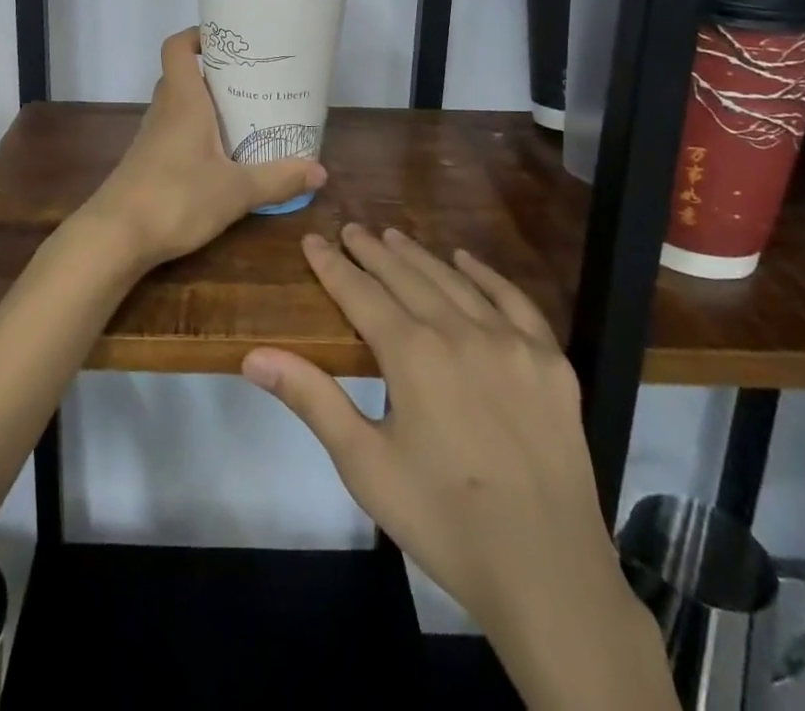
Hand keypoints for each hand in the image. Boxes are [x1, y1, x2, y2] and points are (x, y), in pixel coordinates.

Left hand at [77, 28, 326, 271]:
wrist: (115, 237)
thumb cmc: (176, 198)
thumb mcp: (236, 191)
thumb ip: (277, 179)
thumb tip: (320, 171)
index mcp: (183, 101)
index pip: (178, 48)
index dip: (198, 35)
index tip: (229, 40)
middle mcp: (164, 111)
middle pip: (183, 75)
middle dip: (215, 73)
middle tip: (252, 80)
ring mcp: (152, 138)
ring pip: (179, 105)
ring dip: (206, 105)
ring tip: (244, 114)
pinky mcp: (148, 162)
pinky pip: (174, 132)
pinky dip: (196, 133)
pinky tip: (220, 156)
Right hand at [242, 225, 671, 708]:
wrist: (548, 575)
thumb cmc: (443, 520)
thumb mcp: (365, 465)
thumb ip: (311, 399)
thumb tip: (254, 354)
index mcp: (412, 354)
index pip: (360, 293)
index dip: (332, 265)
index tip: (313, 239)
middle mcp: (460, 331)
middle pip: (406, 277)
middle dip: (373, 251)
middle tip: (351, 229)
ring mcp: (511, 342)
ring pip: (454, 281)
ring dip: (419, 257)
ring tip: (394, 237)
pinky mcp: (550, 361)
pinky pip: (515, 300)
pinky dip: (486, 275)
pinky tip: (467, 261)